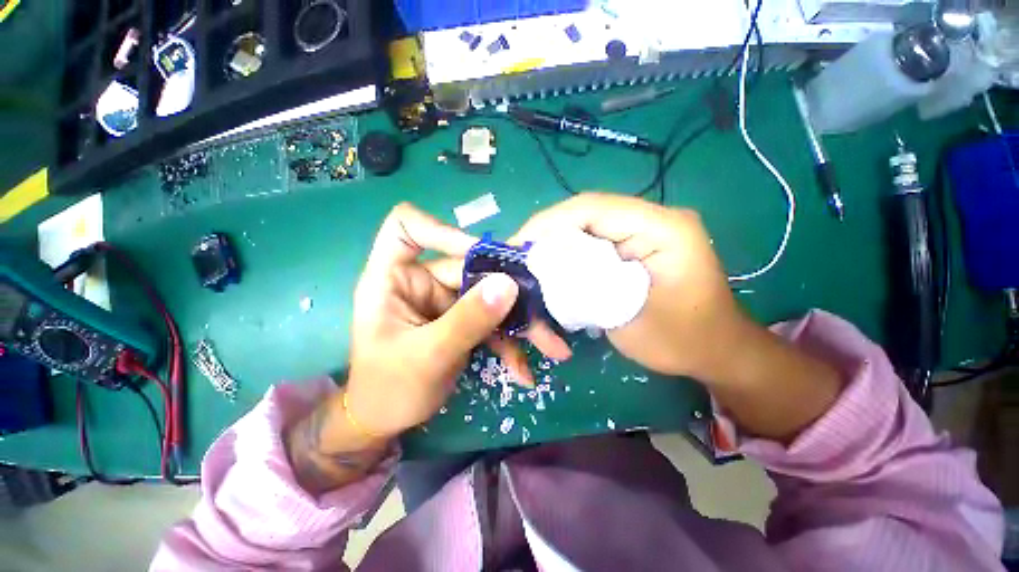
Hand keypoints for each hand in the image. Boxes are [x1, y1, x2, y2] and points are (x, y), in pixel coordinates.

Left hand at [287, 204, 569, 493]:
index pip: (407, 227)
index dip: (443, 230)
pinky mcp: (461, 320)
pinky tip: (523, 370)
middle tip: (544, 314)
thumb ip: (467, 320)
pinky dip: (509, 343)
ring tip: (550, 346)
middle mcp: (421, 282)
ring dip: (519, 322)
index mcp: (393, 278)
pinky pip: (491, 321)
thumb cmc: (388, 389)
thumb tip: (508, 285)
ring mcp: (444, 301)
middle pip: (470, 268)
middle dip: (509, 293)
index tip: (477, 254)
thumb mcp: (428, 356)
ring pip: (489, 296)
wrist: (386, 422)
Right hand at [512, 193, 749, 381]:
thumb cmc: (681, 340)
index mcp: (662, 227)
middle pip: (587, 214)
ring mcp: (646, 230)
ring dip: (559, 244)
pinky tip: (558, 269)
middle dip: (549, 234)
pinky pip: (596, 241)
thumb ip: (584, 284)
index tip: (519, 245)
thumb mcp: (627, 316)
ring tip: (534, 263)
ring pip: (588, 227)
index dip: (548, 223)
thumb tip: (541, 262)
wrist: (716, 350)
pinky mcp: (638, 245)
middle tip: (521, 256)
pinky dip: (572, 254)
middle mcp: (654, 219)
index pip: (592, 209)